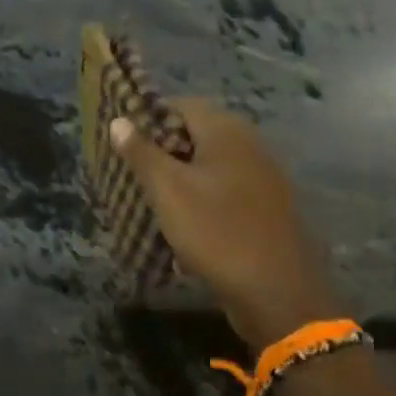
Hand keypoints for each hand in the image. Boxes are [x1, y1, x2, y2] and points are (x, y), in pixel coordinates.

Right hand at [110, 102, 340, 346]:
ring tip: (150, 198)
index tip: (122, 140)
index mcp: (227, 132)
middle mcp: (250, 145)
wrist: (277, 290)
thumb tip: (119, 120)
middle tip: (131, 171)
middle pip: (197, 134)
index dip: (148, 117)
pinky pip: (225, 190)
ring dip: (181, 176)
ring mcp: (263, 177)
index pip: (181, 105)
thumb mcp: (168, 190)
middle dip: (162, 149)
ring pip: (211, 165)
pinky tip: (183, 222)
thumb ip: (142, 153)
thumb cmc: (216, 231)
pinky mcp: (266, 208)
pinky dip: (201, 197)